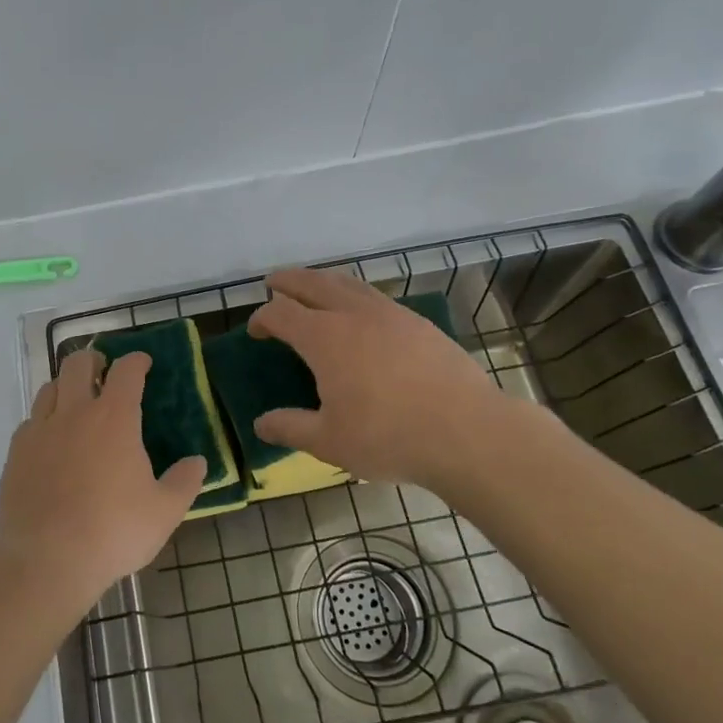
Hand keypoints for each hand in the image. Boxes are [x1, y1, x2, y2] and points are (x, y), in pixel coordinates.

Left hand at [0, 347, 204, 612]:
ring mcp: (40, 430)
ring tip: (76, 402)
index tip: (143, 362)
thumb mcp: (164, 512)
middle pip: (78, 364)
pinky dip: (43, 420)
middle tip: (104, 371)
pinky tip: (50, 441)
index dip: (136, 361)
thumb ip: (184, 482)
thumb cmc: (113, 532)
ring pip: (49, 388)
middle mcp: (74, 412)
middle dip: (94, 359)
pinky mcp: (16, 453)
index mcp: (114, 418)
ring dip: (65, 386)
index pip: (126, 371)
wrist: (46, 560)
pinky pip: (30, 422)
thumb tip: (198, 462)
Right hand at [247, 266, 531, 498]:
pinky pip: (375, 295)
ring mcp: (389, 313)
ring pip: (347, 282)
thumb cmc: (389, 437)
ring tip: (313, 288)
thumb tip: (260, 424)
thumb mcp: (329, 441)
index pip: (280, 313)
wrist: (467, 431)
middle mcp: (353, 313)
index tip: (255, 331)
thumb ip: (290, 428)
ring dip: (322, 281)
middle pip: (311, 283)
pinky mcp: (417, 322)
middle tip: (274, 284)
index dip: (261, 318)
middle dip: (287, 281)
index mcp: (324, 337)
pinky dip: (354, 294)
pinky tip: (360, 313)